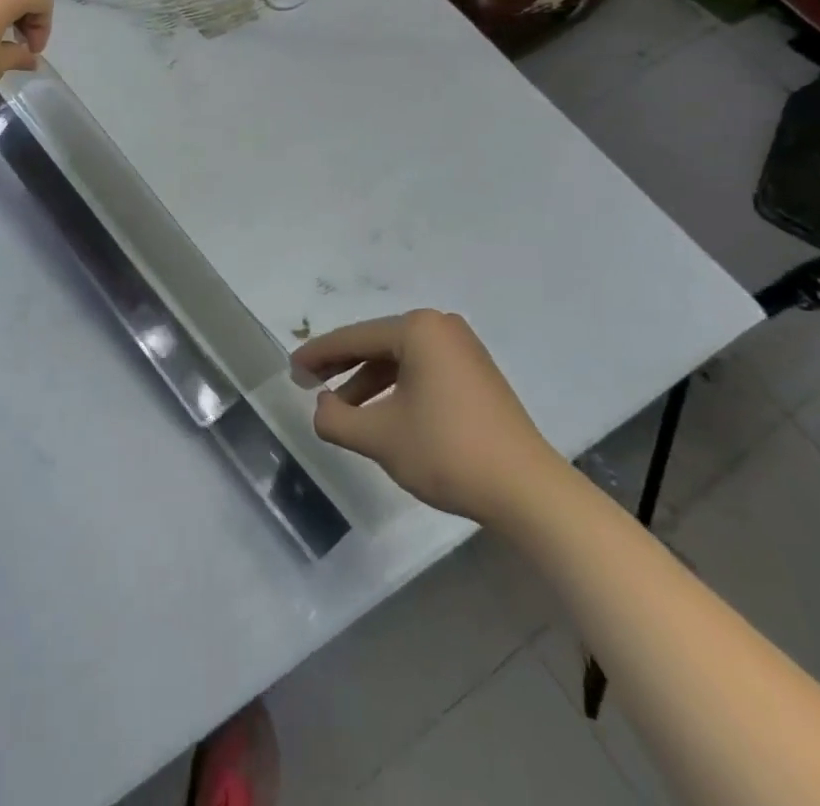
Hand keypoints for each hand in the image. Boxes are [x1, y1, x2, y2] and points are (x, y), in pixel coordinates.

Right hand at [292, 309, 566, 528]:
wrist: (529, 492)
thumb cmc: (447, 452)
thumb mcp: (379, 437)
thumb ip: (336, 419)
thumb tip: (323, 406)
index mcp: (418, 329)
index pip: (354, 338)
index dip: (318, 355)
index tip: (291, 369)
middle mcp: (441, 328)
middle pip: (376, 344)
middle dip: (342, 366)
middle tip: (309, 384)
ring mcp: (464, 350)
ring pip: (400, 359)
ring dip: (368, 382)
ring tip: (344, 410)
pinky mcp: (477, 374)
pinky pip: (422, 371)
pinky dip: (397, 388)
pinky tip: (382, 414)